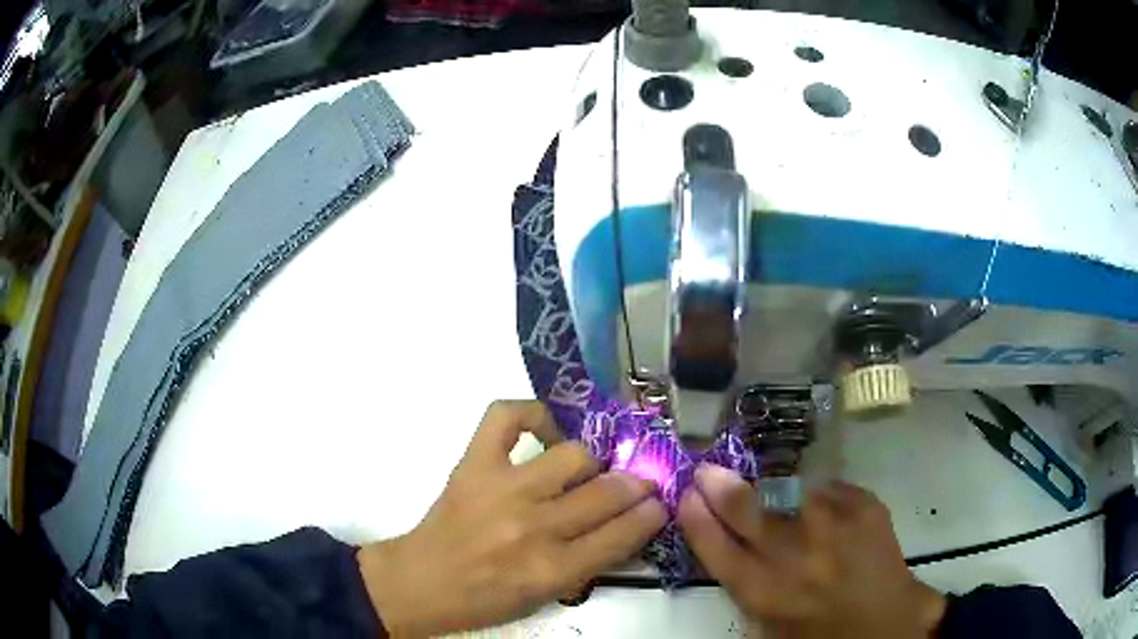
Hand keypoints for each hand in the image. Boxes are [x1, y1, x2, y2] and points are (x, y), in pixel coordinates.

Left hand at [357, 400, 666, 635]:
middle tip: (638, 482)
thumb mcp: (547, 596)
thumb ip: (590, 562)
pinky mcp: (474, 464)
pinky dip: (532, 413)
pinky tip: (544, 430)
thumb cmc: (486, 598)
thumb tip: (628, 524)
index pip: (623, 534)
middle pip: (607, 492)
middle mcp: (534, 527)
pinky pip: (507, 416)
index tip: (660, 503)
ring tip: (587, 469)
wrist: (422, 582)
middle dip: (635, 485)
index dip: (651, 514)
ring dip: (592, 461)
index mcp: (553, 570)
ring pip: (574, 455)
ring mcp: (503, 489)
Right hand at [678, 466, 946, 637]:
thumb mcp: (771, 626)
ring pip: (790, 492)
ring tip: (779, 498)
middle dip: (721, 487)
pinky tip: (828, 516)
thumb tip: (730, 545)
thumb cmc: (821, 633)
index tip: (686, 496)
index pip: (717, 548)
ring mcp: (834, 525)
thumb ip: (748, 586)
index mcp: (765, 592)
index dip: (697, 519)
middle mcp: (795, 555)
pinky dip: (823, 498)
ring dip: (776, 492)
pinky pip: (831, 490)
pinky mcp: (865, 507)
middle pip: (746, 510)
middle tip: (708, 471)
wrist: (887, 623)